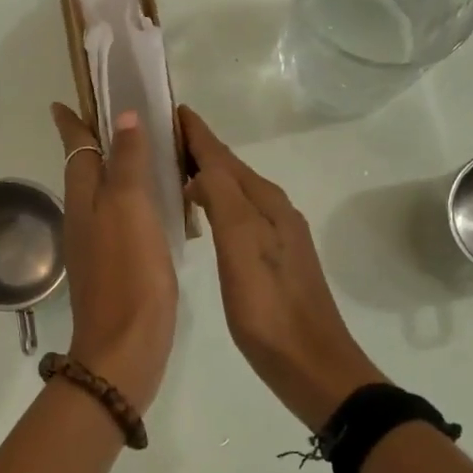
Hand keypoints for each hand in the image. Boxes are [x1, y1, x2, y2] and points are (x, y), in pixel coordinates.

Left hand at [51, 103, 177, 408]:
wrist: (124, 347)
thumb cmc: (128, 272)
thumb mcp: (129, 208)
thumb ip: (127, 163)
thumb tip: (122, 117)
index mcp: (84, 199)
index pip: (76, 149)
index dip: (72, 124)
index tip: (64, 102)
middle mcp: (84, 218)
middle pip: (86, 170)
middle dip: (94, 143)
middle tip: (116, 120)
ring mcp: (96, 245)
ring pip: (102, 195)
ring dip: (114, 171)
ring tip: (140, 154)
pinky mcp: (114, 267)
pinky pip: (119, 219)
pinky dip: (130, 202)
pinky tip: (153, 206)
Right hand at [180, 105, 385, 430]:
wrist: (311, 364)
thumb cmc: (270, 308)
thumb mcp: (241, 248)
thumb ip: (223, 200)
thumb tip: (201, 167)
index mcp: (265, 203)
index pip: (223, 156)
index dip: (196, 133)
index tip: (169, 108)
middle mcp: (273, 211)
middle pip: (230, 169)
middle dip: (199, 149)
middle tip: (161, 135)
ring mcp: (276, 236)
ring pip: (234, 192)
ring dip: (206, 175)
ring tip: (173, 169)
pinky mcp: (272, 260)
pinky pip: (237, 215)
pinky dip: (215, 203)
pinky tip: (201, 215)